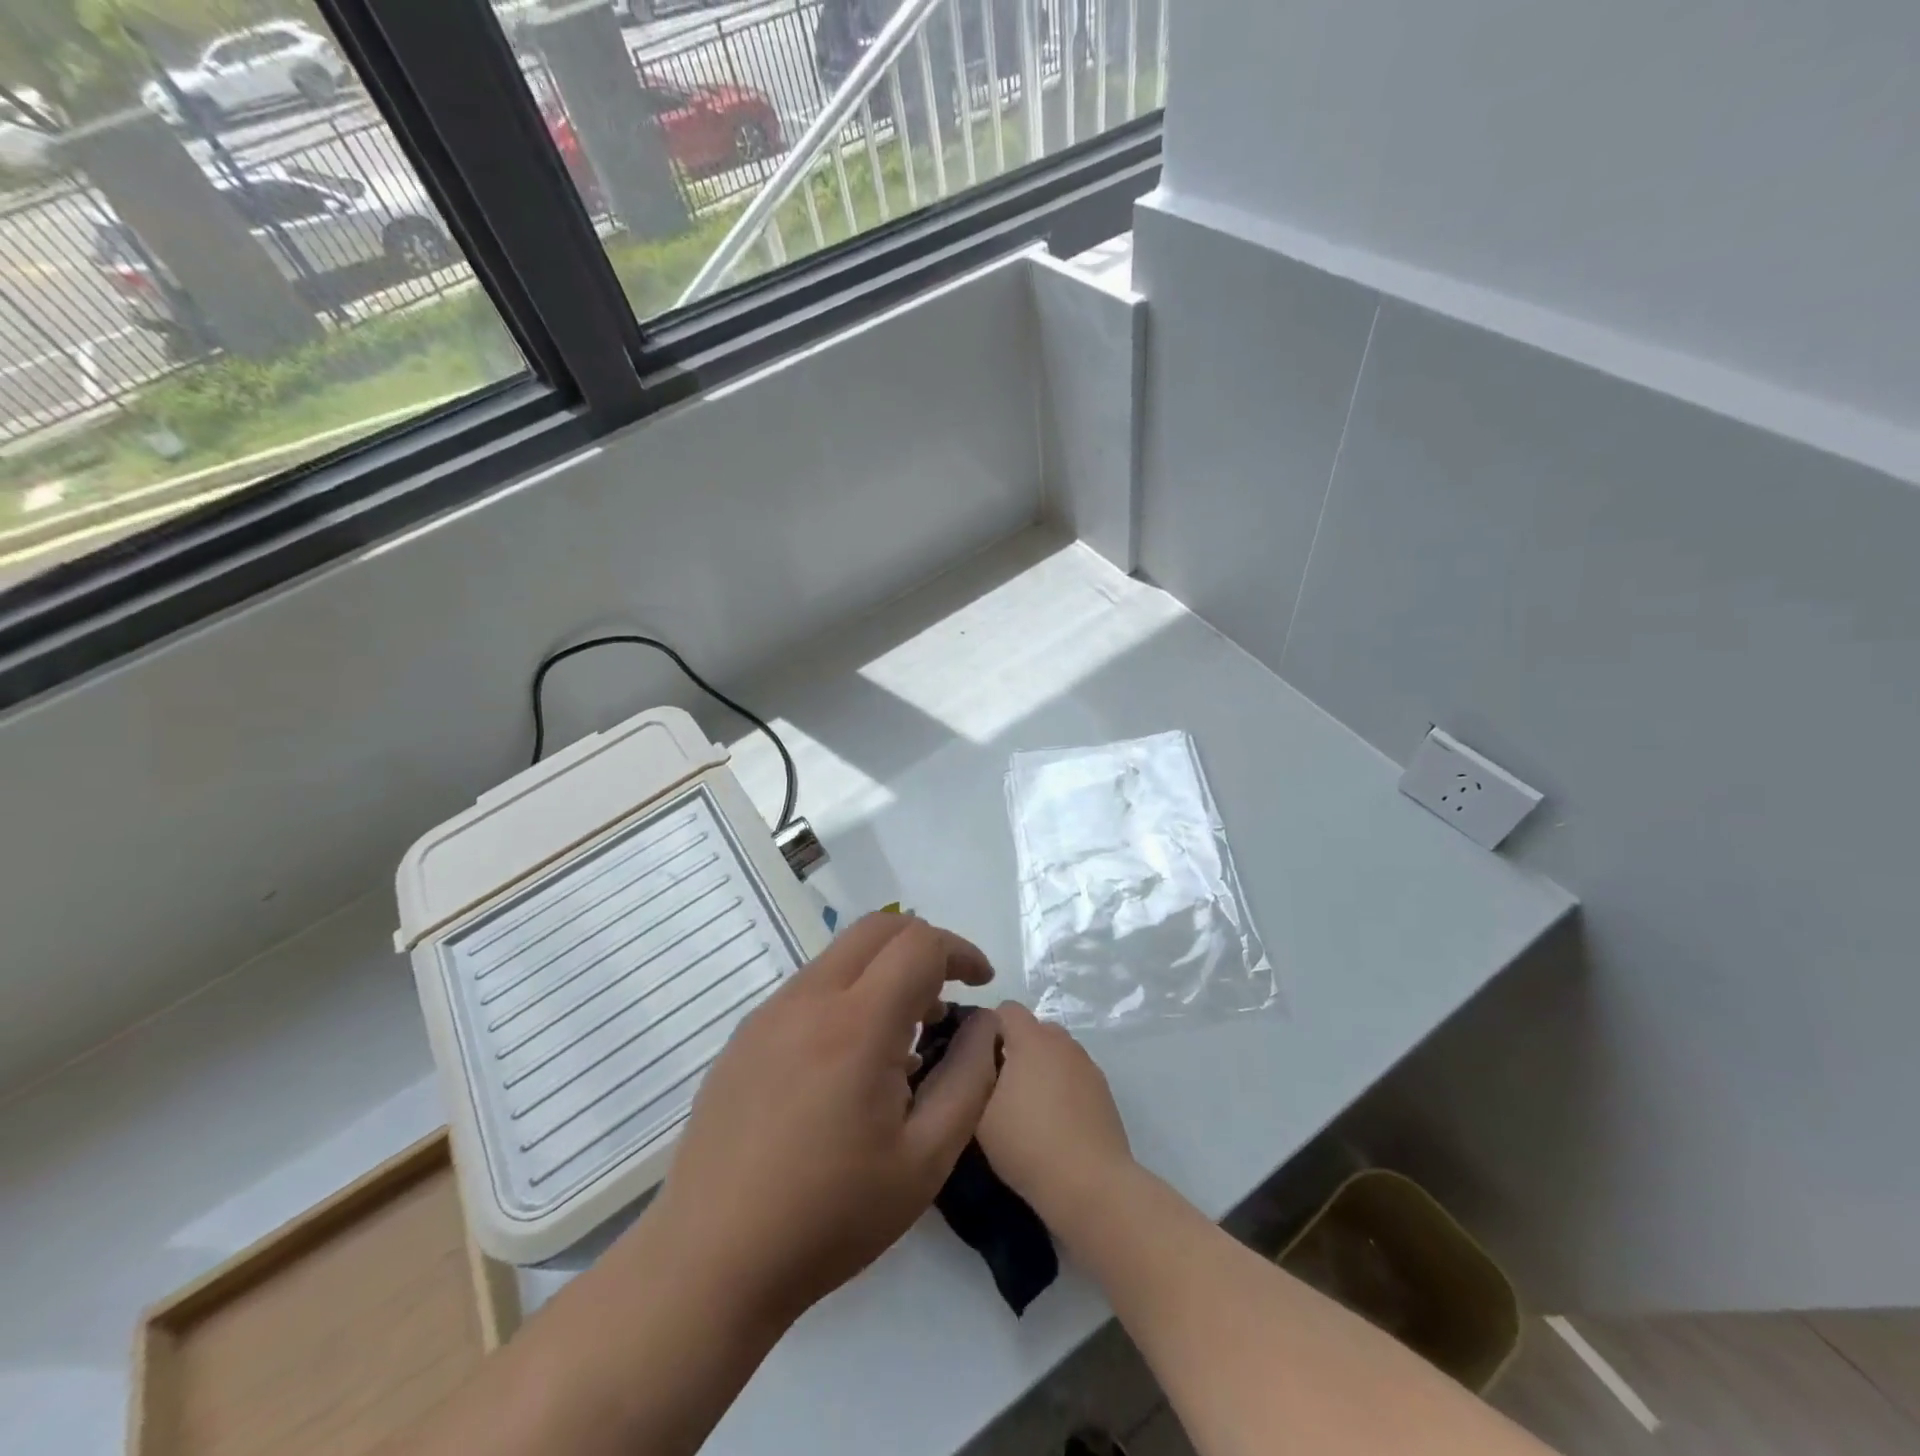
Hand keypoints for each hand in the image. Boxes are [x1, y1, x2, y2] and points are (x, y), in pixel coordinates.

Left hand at [643, 913, 1003, 1327]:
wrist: (710, 1260)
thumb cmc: (830, 1216)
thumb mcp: (925, 1160)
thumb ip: (970, 1079)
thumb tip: (986, 1023)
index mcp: (857, 1023)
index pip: (919, 944)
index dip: (960, 951)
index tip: (981, 984)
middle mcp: (810, 998)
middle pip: (878, 928)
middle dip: (924, 945)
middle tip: (947, 994)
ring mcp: (770, 1012)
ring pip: (842, 955)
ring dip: (884, 970)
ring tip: (905, 1035)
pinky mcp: (746, 1035)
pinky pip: (811, 987)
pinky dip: (848, 993)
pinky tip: (851, 1061)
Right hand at [976, 1002, 1135, 1244]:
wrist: (1090, 1185)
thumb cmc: (1027, 1143)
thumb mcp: (980, 1114)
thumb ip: (975, 1076)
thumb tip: (977, 1061)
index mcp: (1032, 1039)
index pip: (1006, 1009)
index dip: (988, 1028)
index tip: (977, 1059)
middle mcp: (1062, 1043)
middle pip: (1033, 1030)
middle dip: (1015, 1048)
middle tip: (999, 1086)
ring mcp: (1087, 1065)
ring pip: (1055, 1053)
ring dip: (1040, 1068)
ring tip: (1027, 1108)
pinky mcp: (1104, 1091)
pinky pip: (1074, 1076)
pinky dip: (1061, 1088)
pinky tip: (1054, 1124)